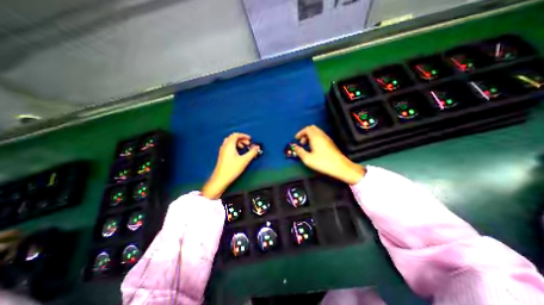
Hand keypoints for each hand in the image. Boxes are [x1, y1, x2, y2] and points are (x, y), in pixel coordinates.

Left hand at [201, 133, 260, 198]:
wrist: (221, 179)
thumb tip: (257, 147)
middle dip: (241, 139)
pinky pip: (229, 147)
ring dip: (238, 143)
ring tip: (244, 148)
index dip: (244, 135)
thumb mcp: (244, 160)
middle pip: (233, 137)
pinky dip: (235, 146)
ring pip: (230, 142)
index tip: (250, 139)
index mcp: (229, 145)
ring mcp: (222, 151)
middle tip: (248, 144)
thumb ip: (252, 152)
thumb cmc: (232, 169)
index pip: (236, 135)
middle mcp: (225, 146)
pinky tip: (239, 153)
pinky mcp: (222, 156)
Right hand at [294, 125, 364, 184]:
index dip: (300, 132)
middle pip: (312, 128)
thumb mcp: (308, 159)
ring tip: (307, 146)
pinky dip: (315, 139)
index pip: (307, 129)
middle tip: (301, 142)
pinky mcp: (330, 143)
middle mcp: (322, 135)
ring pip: (317, 132)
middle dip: (305, 133)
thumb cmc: (323, 162)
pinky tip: (314, 148)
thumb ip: (299, 151)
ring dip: (310, 136)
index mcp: (315, 137)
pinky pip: (320, 136)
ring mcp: (327, 138)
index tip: (296, 139)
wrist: (340, 167)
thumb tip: (294, 146)